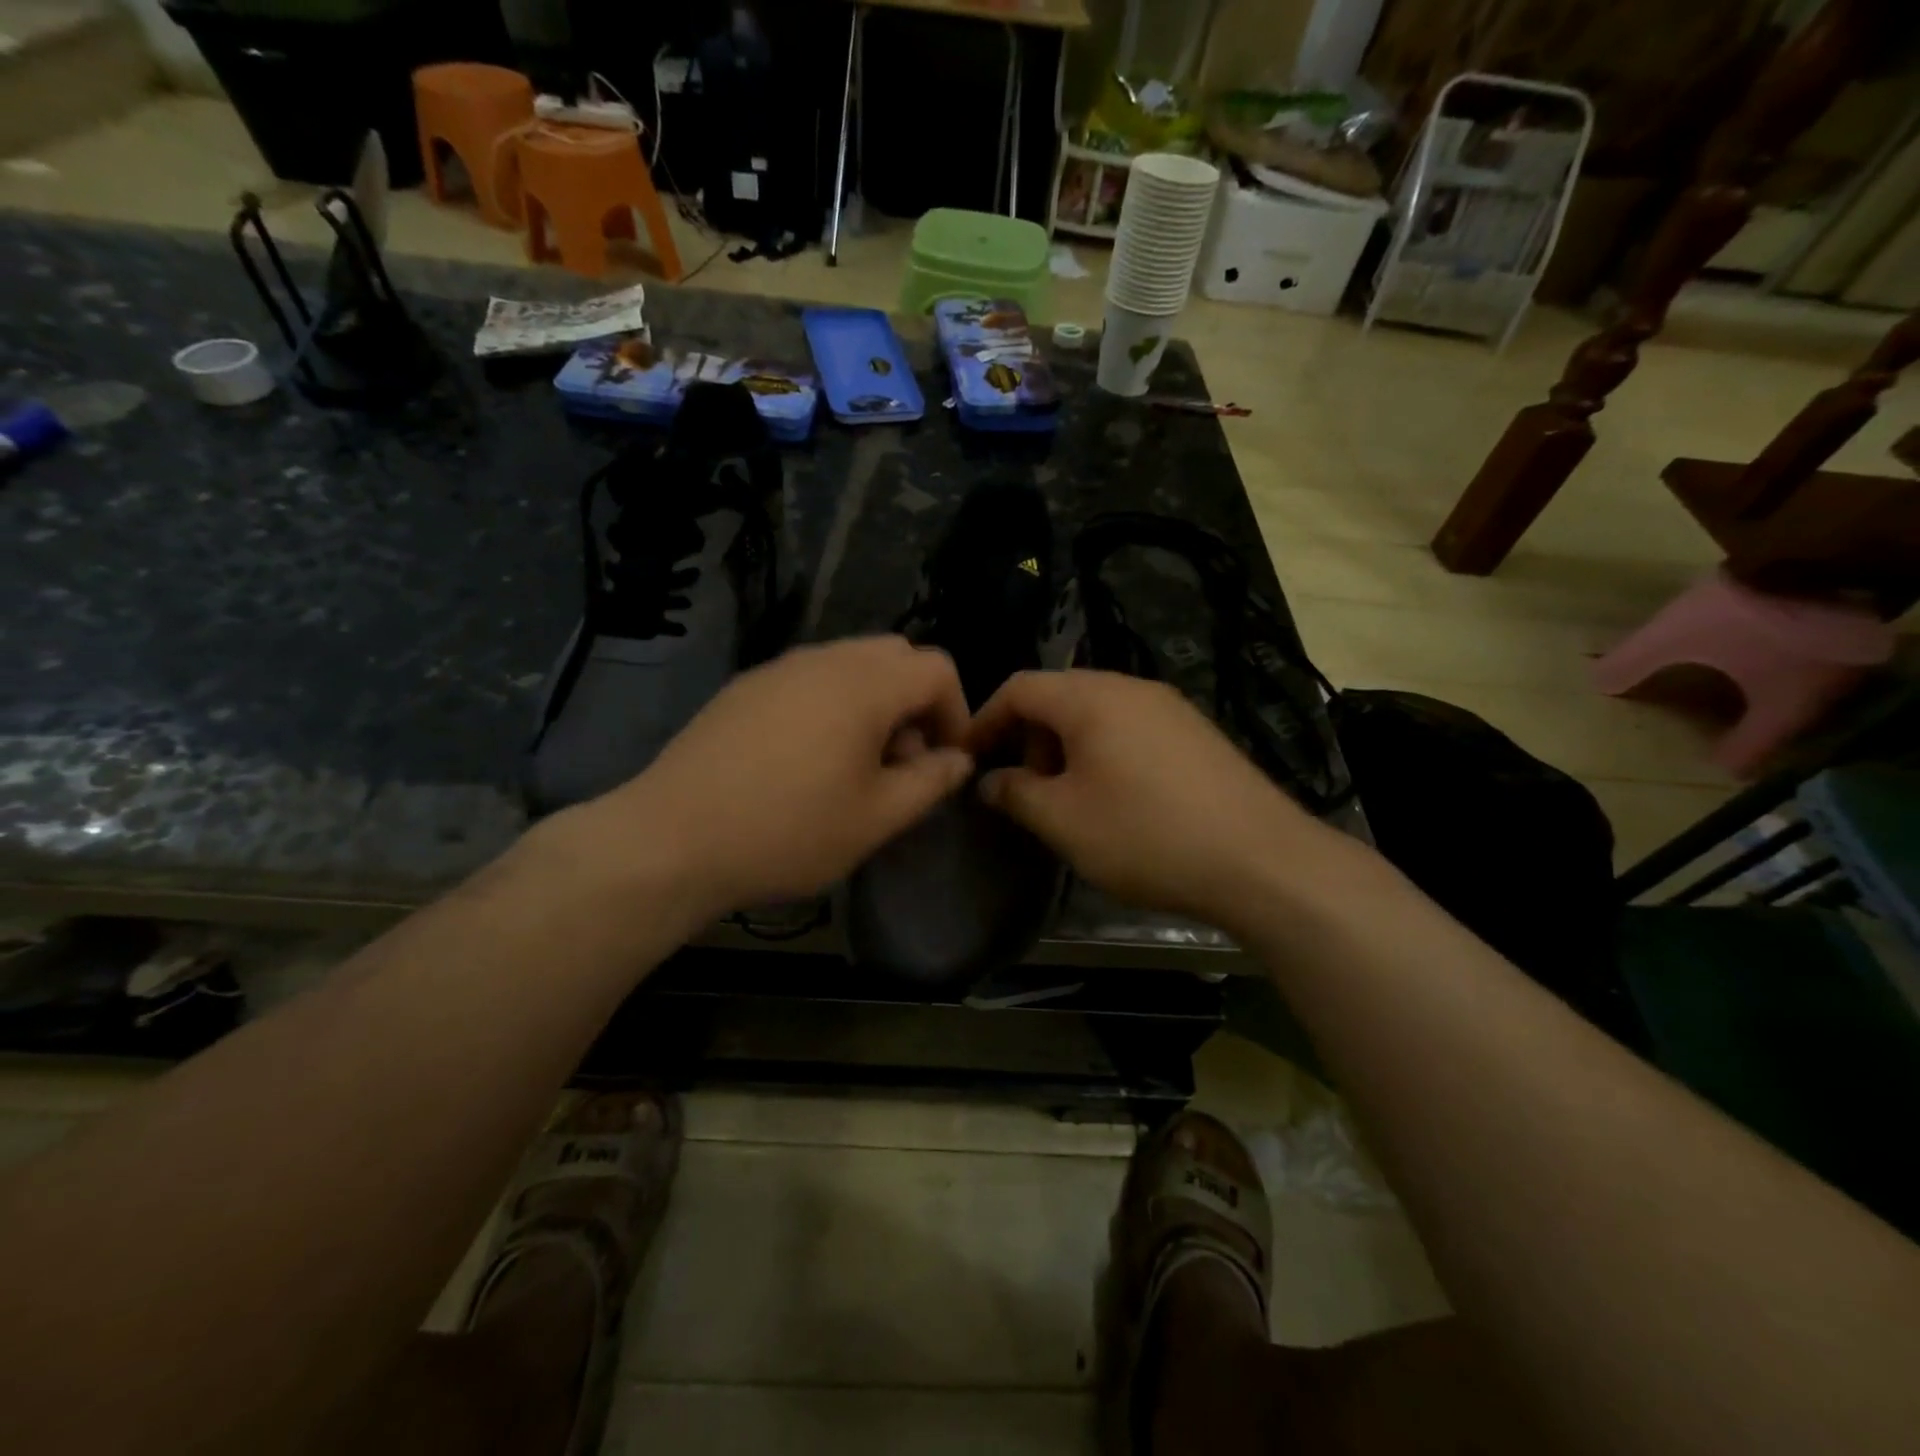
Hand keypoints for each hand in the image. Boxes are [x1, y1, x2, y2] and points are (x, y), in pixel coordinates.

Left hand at [565, 637, 973, 919]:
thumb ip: (930, 782)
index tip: (943, 762)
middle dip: (915, 702)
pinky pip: (809, 677)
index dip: (956, 712)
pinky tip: (806, 758)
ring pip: (851, 663)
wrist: (672, 838)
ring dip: (874, 702)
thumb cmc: (788, 831)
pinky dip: (832, 703)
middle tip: (900, 761)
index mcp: (864, 684)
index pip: (937, 668)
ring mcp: (779, 667)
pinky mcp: (746, 686)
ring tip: (855, 764)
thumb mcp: (876, 818)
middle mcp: (824, 659)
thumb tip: (958, 759)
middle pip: (896, 655)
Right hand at [968, 669, 1342, 929]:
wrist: (1261, 859)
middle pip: (1058, 696)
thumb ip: (1015, 793)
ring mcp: (1169, 707)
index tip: (969, 759)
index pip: (1019, 687)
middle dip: (1028, 738)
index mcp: (1091, 697)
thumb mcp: (1063, 820)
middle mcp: (1130, 687)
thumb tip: (989, 781)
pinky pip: (1131, 728)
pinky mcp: (1196, 732)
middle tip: (1026, 789)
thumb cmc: (1145, 834)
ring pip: (1096, 713)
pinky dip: (1104, 753)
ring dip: (1066, 748)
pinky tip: (1116, 799)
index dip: (984, 719)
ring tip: (1069, 799)